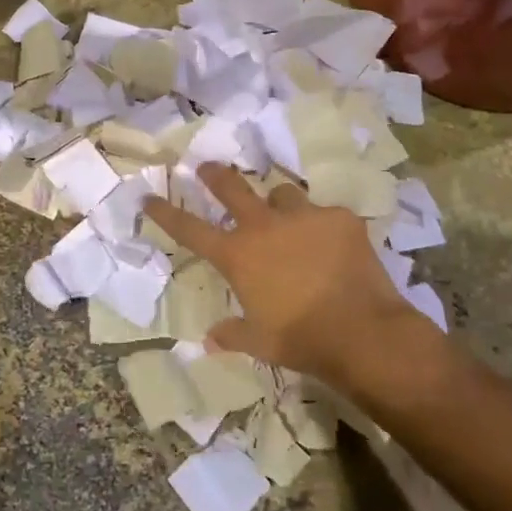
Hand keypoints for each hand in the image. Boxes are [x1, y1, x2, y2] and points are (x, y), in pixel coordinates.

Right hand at [144, 163, 449, 391]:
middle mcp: (264, 226)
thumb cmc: (301, 339)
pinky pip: (325, 214)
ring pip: (282, 194)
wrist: (362, 332)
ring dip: (279, 205)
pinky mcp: (340, 218)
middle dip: (214, 175)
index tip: (149, 198)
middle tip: (207, 168)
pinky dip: (324, 227)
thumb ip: (233, 333)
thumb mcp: (260, 342)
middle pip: (230, 187)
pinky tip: (335, 246)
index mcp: (237, 255)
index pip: (190, 229)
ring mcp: (304, 217)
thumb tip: (210, 340)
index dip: (166, 213)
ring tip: (289, 219)